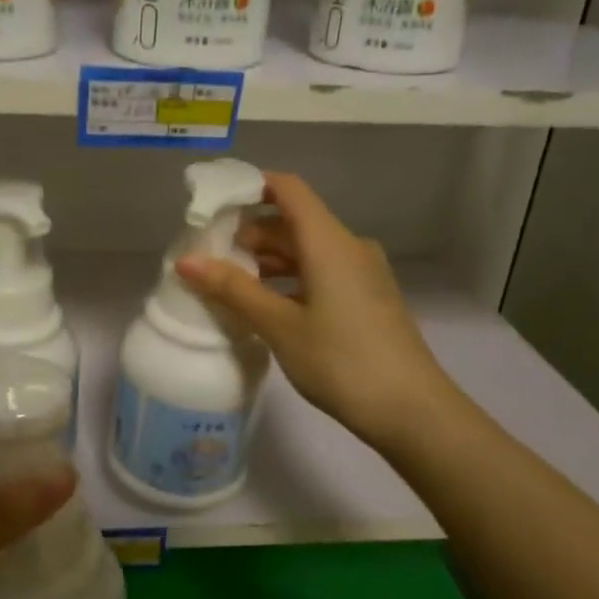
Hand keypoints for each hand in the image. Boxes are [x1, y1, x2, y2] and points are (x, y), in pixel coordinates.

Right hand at [176, 171, 454, 454]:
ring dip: (269, 261)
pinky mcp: (367, 299)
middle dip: (251, 233)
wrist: (412, 411)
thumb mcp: (280, 326)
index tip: (213, 204)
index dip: (250, 187)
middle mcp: (349, 247)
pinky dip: (290, 280)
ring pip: (307, 251)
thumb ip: (233, 289)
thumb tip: (186, 261)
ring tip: (230, 283)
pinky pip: (321, 273)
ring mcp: (362, 274)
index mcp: (330, 242)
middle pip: (294, 221)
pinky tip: (266, 306)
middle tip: (210, 256)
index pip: (288, 189)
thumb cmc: (341, 361)